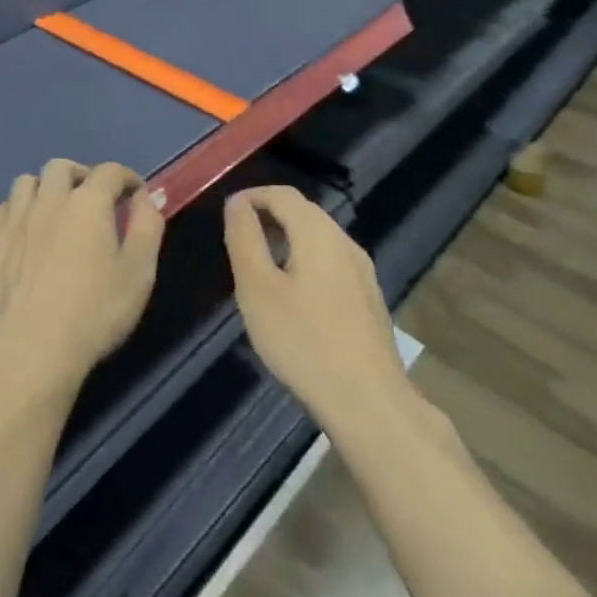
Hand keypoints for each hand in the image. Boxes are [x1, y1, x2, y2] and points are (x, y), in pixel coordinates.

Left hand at [0, 160, 164, 403]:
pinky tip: (26, 229)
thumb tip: (147, 196)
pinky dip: (18, 210)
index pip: (110, 172)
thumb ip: (147, 226)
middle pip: (62, 167)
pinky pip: (3, 208)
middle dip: (82, 175)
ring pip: (27, 182)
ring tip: (56, 209)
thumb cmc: (95, 311)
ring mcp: (16, 219)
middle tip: (94, 198)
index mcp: (88, 202)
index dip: (127, 178)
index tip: (135, 193)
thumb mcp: (139, 271)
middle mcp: (49, 199)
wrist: (32, 347)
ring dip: (45, 187)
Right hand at [224, 186, 413, 434]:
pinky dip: (305, 260)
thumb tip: (236, 203)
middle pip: (304, 212)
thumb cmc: (303, 341)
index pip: (283, 194)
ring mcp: (363, 272)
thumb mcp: (257, 288)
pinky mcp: (369, 299)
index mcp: (319, 233)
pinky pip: (331, 262)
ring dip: (287, 238)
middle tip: (238, 237)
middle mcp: (345, 243)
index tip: (227, 213)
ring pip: (319, 238)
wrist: (368, 402)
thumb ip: (244, 239)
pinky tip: (292, 294)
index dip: (252, 196)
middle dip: (269, 215)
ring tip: (259, 264)